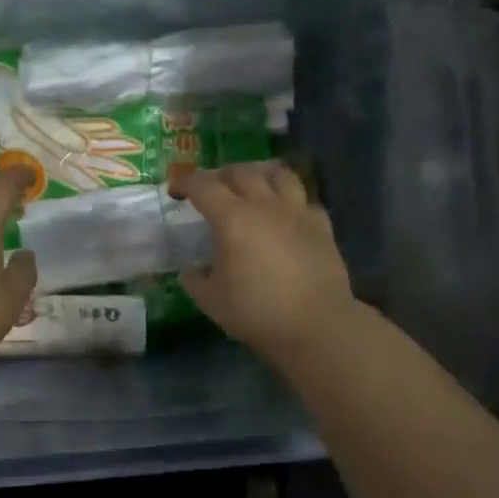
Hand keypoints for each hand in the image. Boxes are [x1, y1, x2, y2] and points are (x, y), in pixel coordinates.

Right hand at [170, 163, 357, 359]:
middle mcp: (264, 206)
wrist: (317, 325)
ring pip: (279, 175)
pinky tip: (287, 214)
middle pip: (241, 172)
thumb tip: (189, 273)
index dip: (186, 182)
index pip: (204, 186)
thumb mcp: (212, 301)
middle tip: (212, 188)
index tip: (176, 189)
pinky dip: (291, 200)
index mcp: (232, 219)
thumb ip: (196, 282)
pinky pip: (305, 200)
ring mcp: (297, 212)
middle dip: (221, 175)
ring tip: (252, 185)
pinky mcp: (322, 226)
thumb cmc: (257, 312)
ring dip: (260, 174)